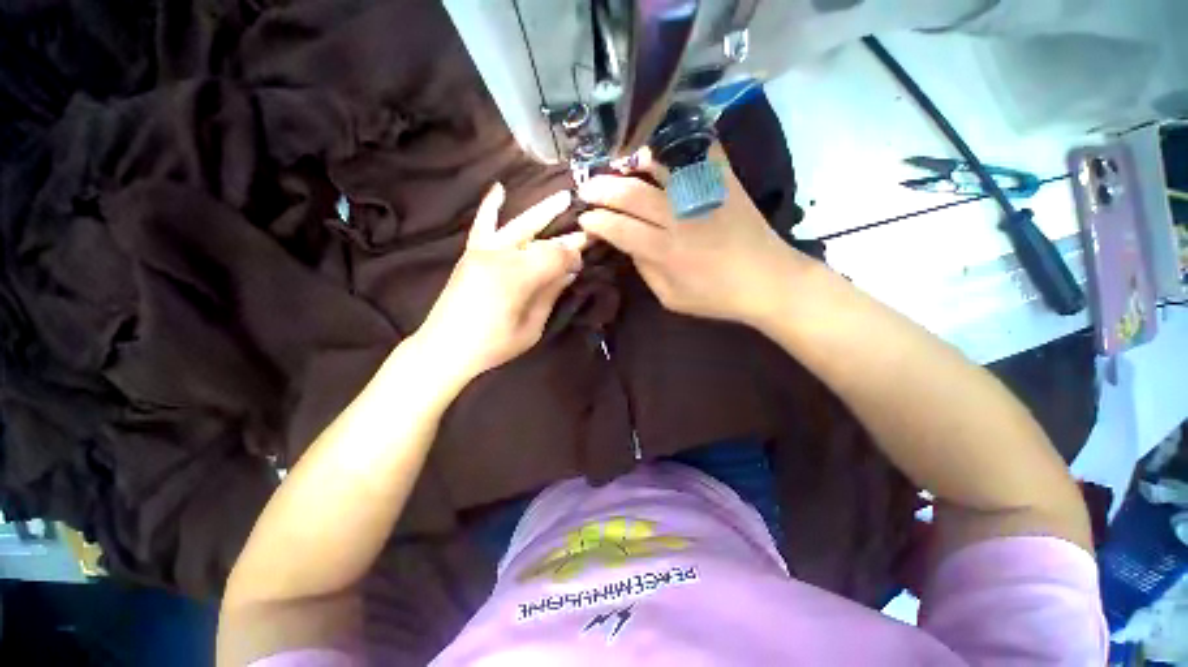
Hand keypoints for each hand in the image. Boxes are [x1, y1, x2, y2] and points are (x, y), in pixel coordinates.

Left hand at [413, 183, 585, 382]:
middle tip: (587, 227)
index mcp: (517, 277)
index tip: (583, 262)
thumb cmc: (493, 344)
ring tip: (563, 197)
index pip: (555, 256)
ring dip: (542, 211)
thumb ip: (550, 294)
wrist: (445, 347)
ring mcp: (482, 252)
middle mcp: (500, 256)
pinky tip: (498, 188)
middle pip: (540, 238)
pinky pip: (482, 225)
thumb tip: (569, 271)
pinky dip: (490, 206)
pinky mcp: (470, 254)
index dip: (573, 257)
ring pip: (517, 225)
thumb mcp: (532, 327)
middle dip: (566, 233)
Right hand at [577, 146, 801, 324]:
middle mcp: (680, 219)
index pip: (620, 230)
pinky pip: (698, 152)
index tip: (585, 219)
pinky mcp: (724, 181)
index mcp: (666, 252)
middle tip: (586, 188)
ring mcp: (703, 195)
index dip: (598, 222)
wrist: (767, 280)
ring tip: (613, 165)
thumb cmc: (716, 296)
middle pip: (632, 196)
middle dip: (602, 190)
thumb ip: (646, 270)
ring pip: (659, 169)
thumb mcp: (671, 298)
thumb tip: (628, 245)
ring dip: (630, 164)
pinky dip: (676, 145)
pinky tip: (657, 146)